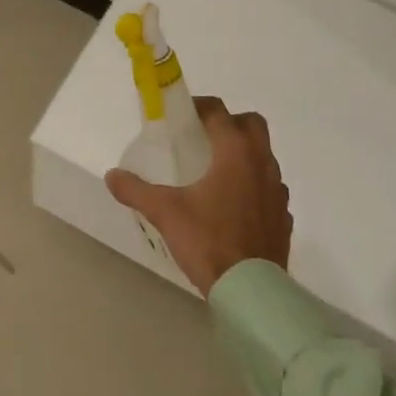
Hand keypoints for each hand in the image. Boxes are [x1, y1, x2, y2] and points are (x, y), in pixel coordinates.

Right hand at [104, 96, 290, 296]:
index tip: (180, 114)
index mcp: (236, 153)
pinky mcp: (283, 216)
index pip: (219, 112)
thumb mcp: (165, 213)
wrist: (250, 289)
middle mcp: (262, 163)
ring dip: (243, 155)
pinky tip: (233, 206)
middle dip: (229, 123)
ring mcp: (278, 190)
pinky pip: (269, 188)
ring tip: (215, 173)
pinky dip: (253, 186)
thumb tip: (112, 175)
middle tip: (202, 138)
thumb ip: (135, 190)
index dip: (199, 106)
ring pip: (264, 156)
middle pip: (251, 124)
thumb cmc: (208, 240)